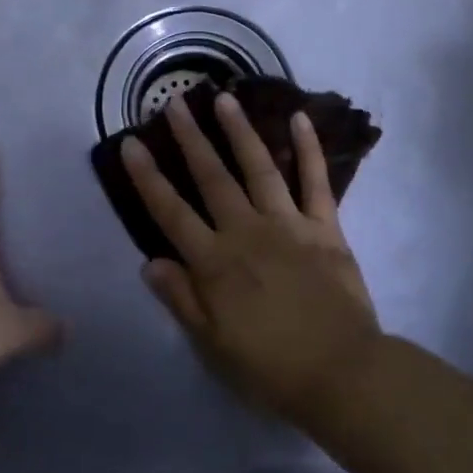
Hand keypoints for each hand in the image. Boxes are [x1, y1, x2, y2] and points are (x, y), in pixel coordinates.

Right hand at [122, 91, 382, 421]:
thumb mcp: (212, 344)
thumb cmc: (270, 367)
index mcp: (215, 262)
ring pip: (259, 168)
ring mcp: (288, 224)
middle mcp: (247, 232)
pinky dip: (309, 149)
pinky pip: (316, 182)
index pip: (171, 212)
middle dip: (191, 139)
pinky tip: (299, 119)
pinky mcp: (325, 228)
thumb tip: (150, 261)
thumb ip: (181, 299)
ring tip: (225, 99)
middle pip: (212, 178)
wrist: (341, 373)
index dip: (148, 177)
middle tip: (176, 103)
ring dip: (240, 132)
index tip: (131, 143)